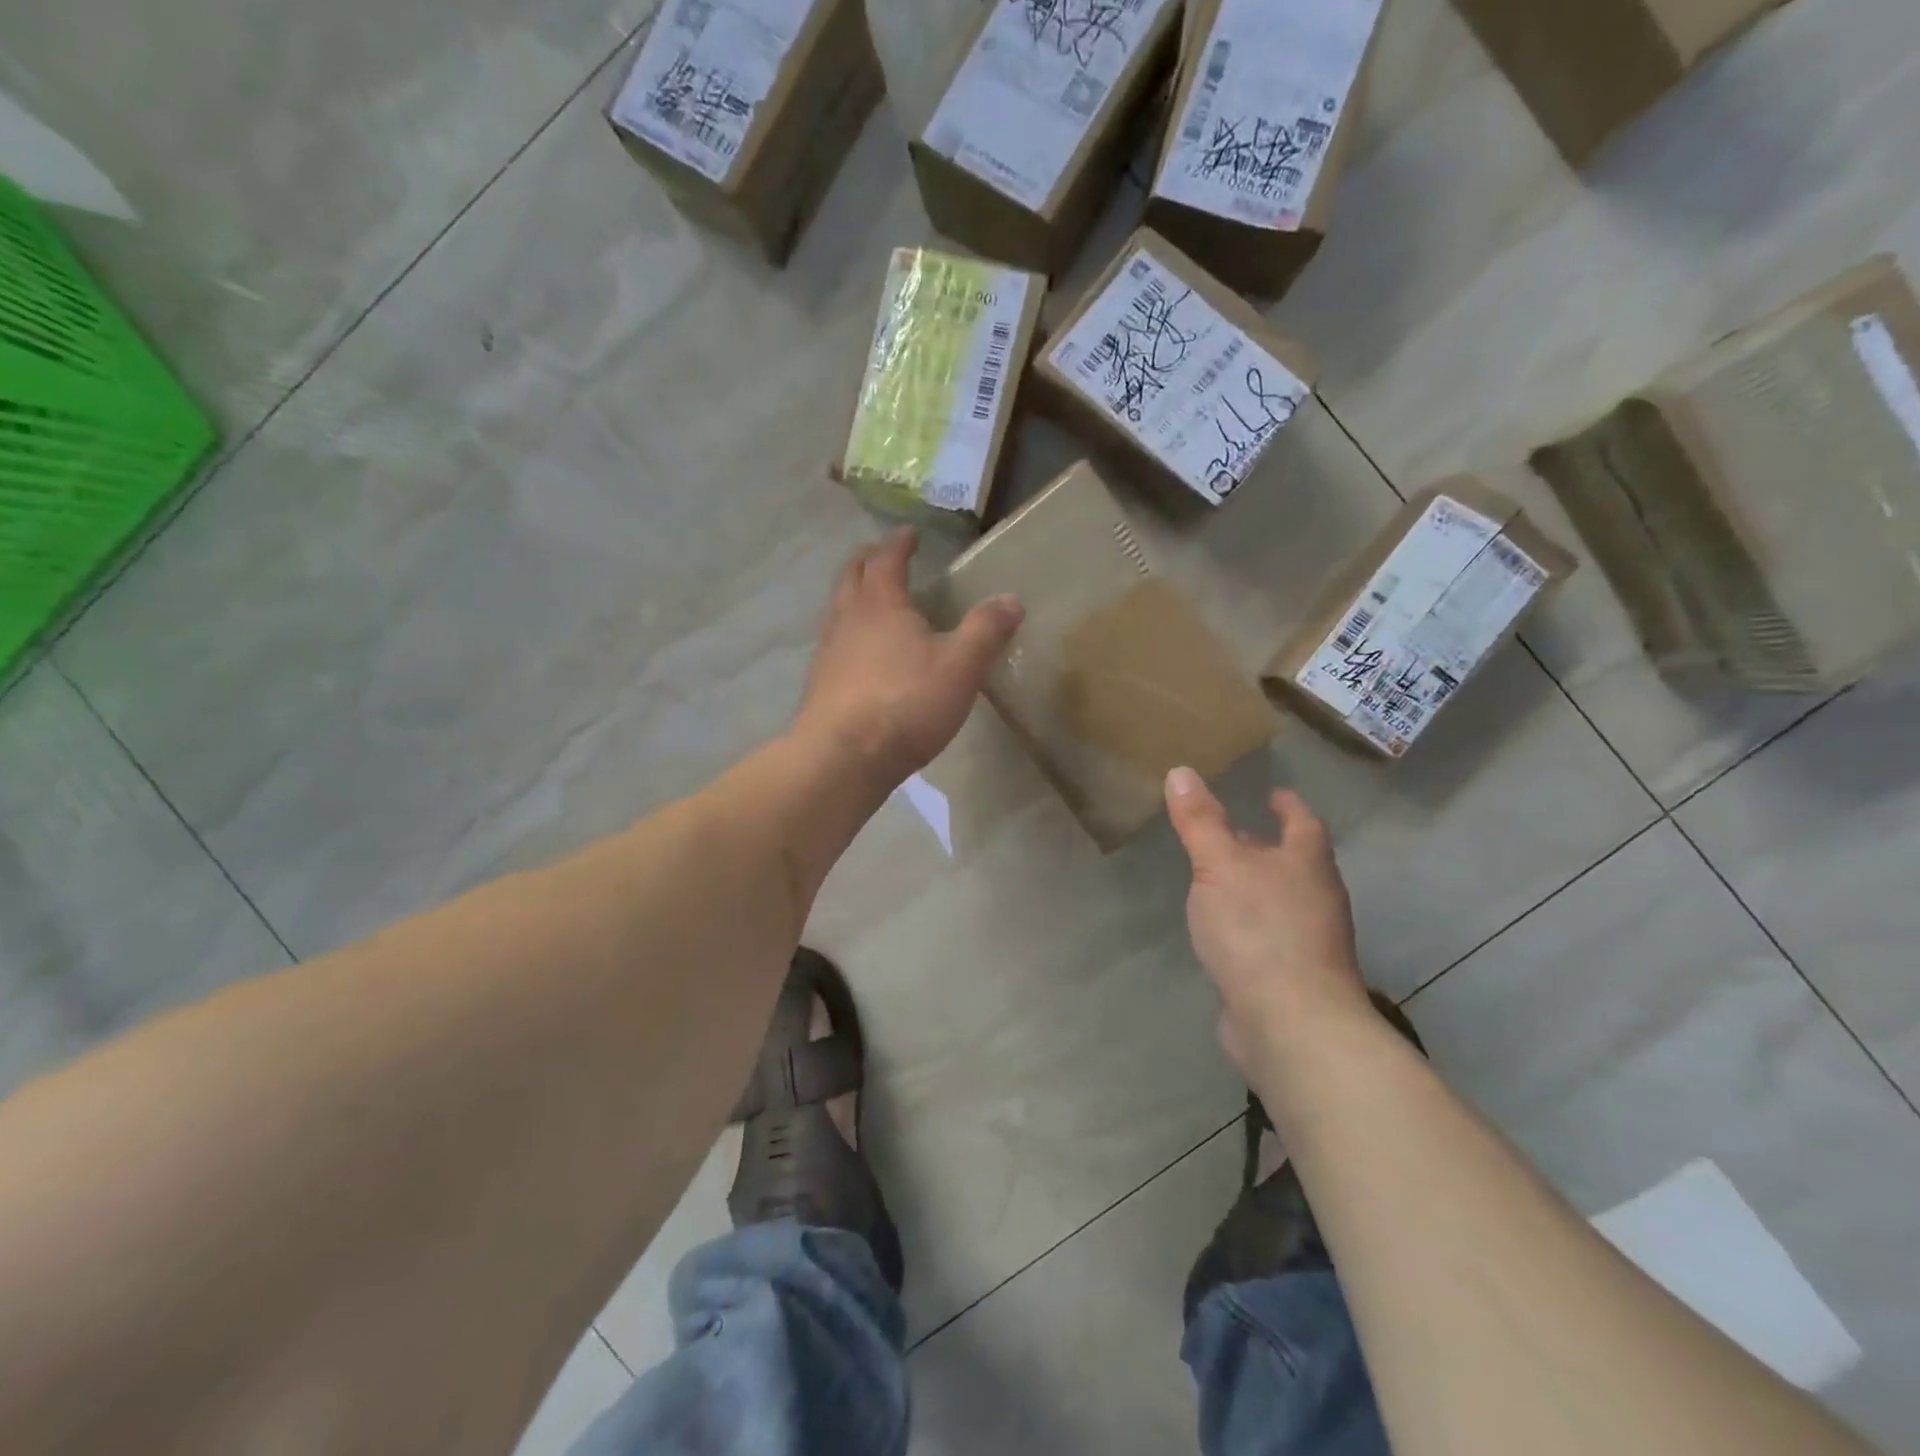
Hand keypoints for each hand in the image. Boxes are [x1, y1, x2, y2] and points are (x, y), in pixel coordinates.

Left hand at [795, 529, 1023, 783]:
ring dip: (855, 596)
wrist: (842, 758)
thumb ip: (986, 631)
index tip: (910, 533)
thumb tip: (1012, 599)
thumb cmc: (905, 703)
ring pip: (839, 609)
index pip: (886, 558)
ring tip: (875, 602)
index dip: (899, 543)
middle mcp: (847, 618)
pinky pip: (835, 643)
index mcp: (880, 603)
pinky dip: (850, 633)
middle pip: (852, 576)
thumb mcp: (960, 667)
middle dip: (870, 561)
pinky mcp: (821, 684)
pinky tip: (863, 656)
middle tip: (885, 556)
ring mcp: (828, 652)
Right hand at [1165, 768, 1372, 1078]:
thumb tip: (1181, 771)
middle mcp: (1317, 898)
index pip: (1303, 823)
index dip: (1288, 806)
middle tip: (1234, 833)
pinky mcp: (1292, 976)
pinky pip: (1270, 936)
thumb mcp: (1219, 865)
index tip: (1274, 793)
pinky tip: (1223, 931)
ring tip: (1221, 879)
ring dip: (1257, 886)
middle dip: (1267, 846)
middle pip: (1295, 862)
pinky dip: (1250, 924)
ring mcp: (1310, 941)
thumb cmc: (1258, 929)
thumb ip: (1200, 821)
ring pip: (1282, 900)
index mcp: (1307, 864)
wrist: (1291, 1023)